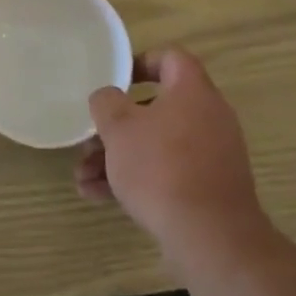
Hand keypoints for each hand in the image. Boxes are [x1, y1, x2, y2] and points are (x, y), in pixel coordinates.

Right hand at [77, 49, 270, 273]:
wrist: (211, 237)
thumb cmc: (161, 168)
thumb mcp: (119, 128)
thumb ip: (106, 103)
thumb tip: (108, 98)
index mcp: (192, 91)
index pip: (171, 58)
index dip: (141, 62)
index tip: (115, 81)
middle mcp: (208, 117)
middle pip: (156, 109)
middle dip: (117, 126)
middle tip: (90, 140)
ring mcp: (211, 155)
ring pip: (157, 145)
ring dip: (118, 158)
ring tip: (83, 177)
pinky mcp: (209, 189)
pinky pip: (168, 173)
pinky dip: (137, 180)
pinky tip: (98, 196)